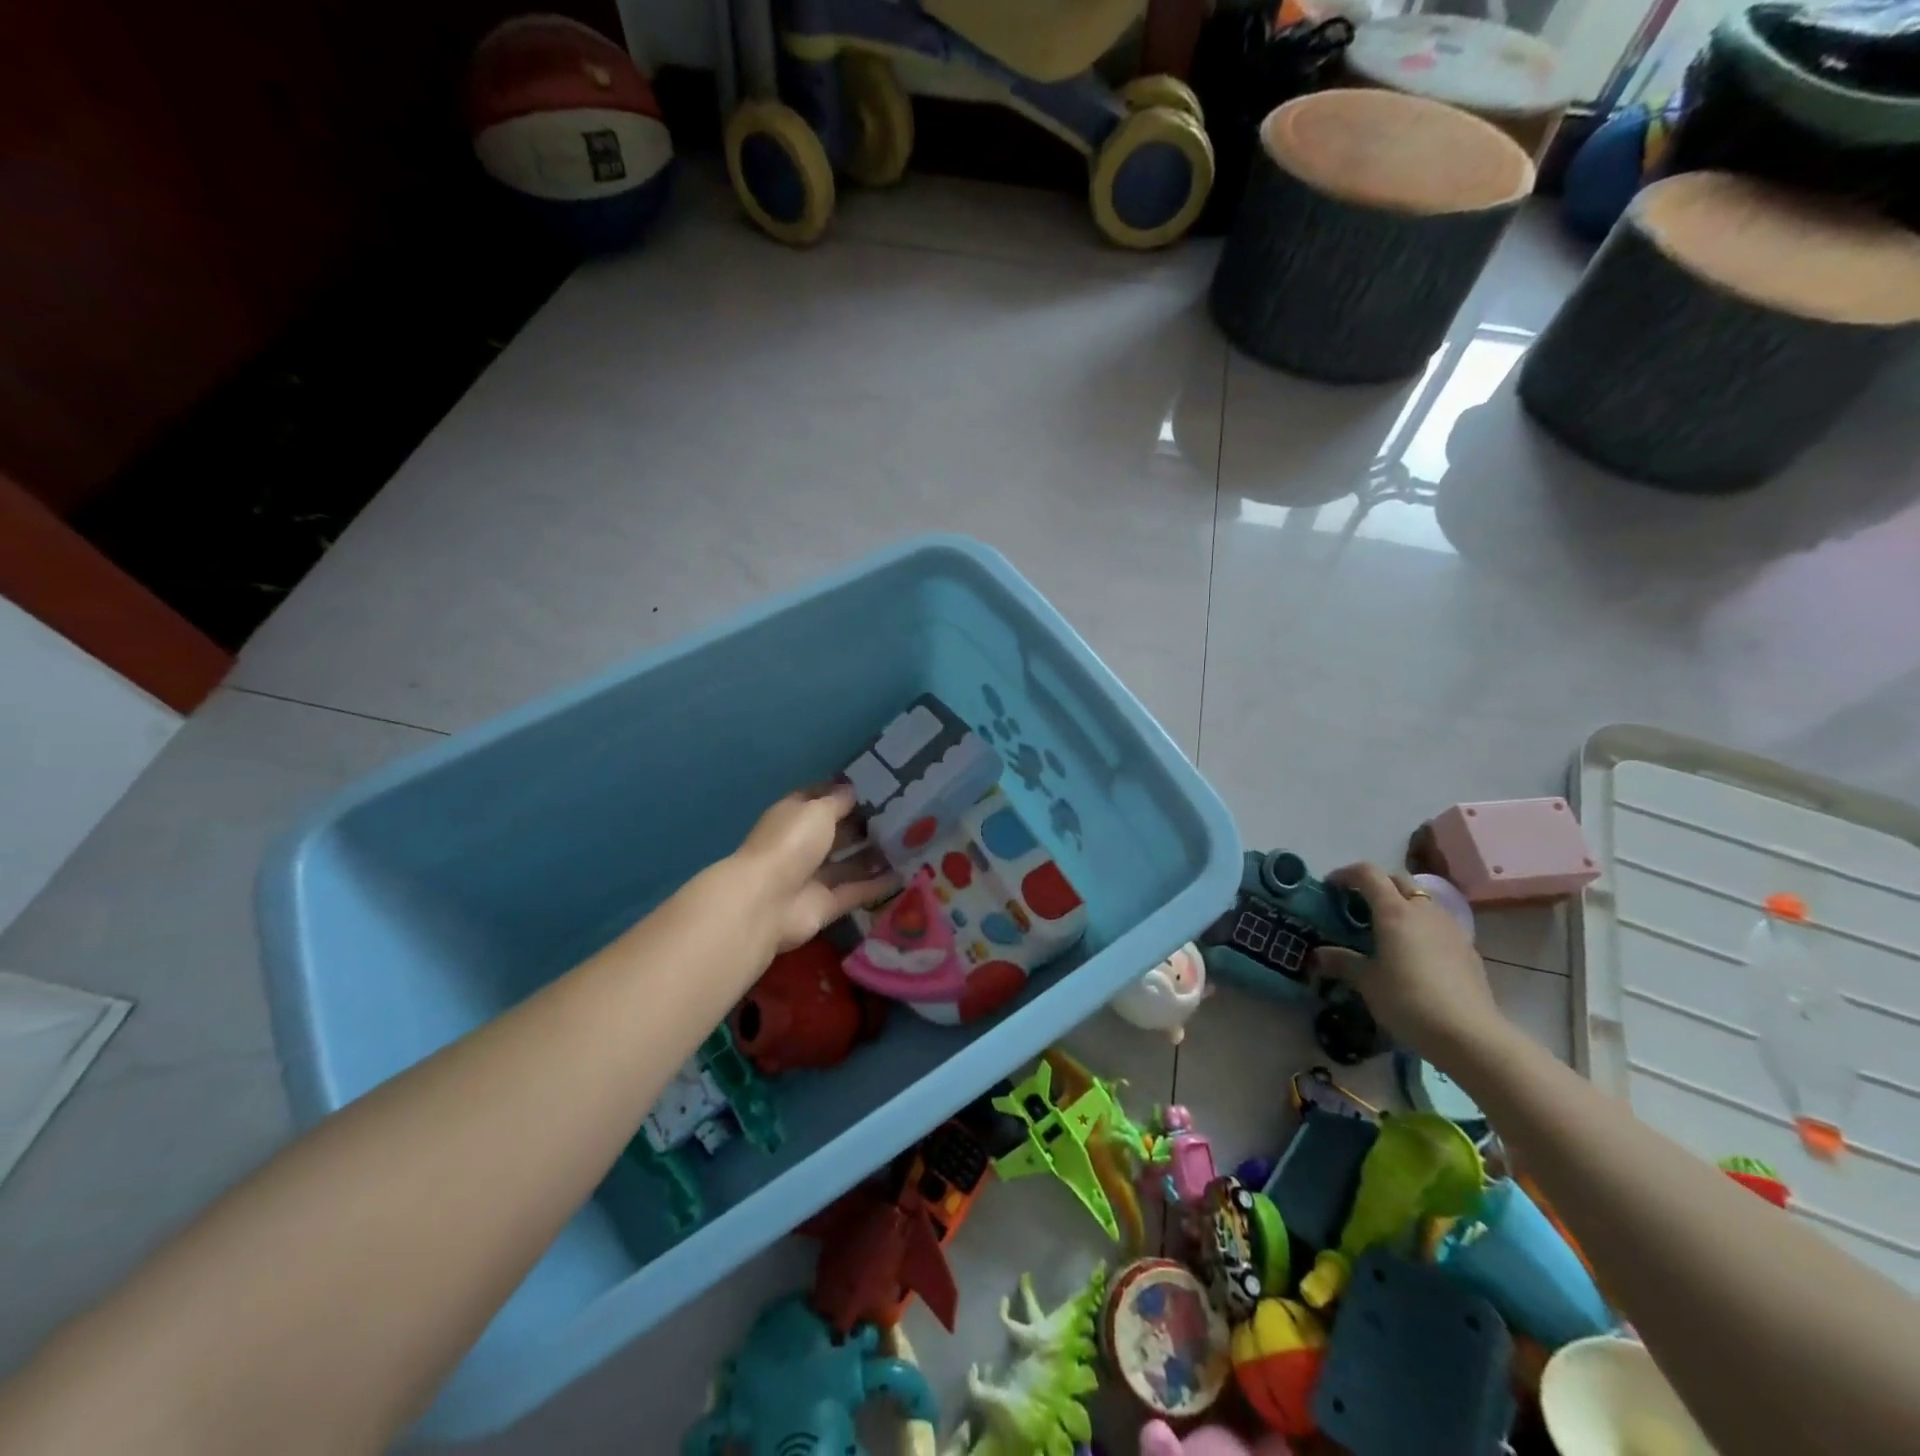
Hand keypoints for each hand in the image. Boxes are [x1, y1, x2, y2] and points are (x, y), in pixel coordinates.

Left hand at [731, 785, 897, 955]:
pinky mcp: (826, 905)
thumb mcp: (817, 811)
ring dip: (874, 856)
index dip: (843, 793)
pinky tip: (906, 874)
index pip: (819, 800)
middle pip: (837, 833)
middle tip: (903, 818)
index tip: (877, 788)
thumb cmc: (791, 843)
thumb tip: (853, 791)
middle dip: (865, 826)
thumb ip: (839, 801)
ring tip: (909, 845)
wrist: (767, 902)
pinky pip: (856, 891)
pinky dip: (877, 885)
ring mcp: (812, 877)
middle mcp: (801, 845)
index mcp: (793, 817)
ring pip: (848, 864)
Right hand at [1313, 862, 1506, 1061]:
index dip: (1346, 874)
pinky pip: (1439, 925)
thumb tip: (1317, 955)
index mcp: (1395, 911)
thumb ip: (1342, 962)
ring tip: (1387, 930)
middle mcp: (1424, 911)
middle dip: (1376, 885)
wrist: (1469, 1035)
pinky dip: (1421, 927)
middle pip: (1398, 880)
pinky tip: (1415, 954)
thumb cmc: (1408, 1001)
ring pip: (1423, 901)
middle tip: (1358, 905)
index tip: (1330, 887)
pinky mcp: (1468, 949)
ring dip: (1402, 905)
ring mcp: (1451, 928)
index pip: (1368, 873)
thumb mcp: (1367, 982)